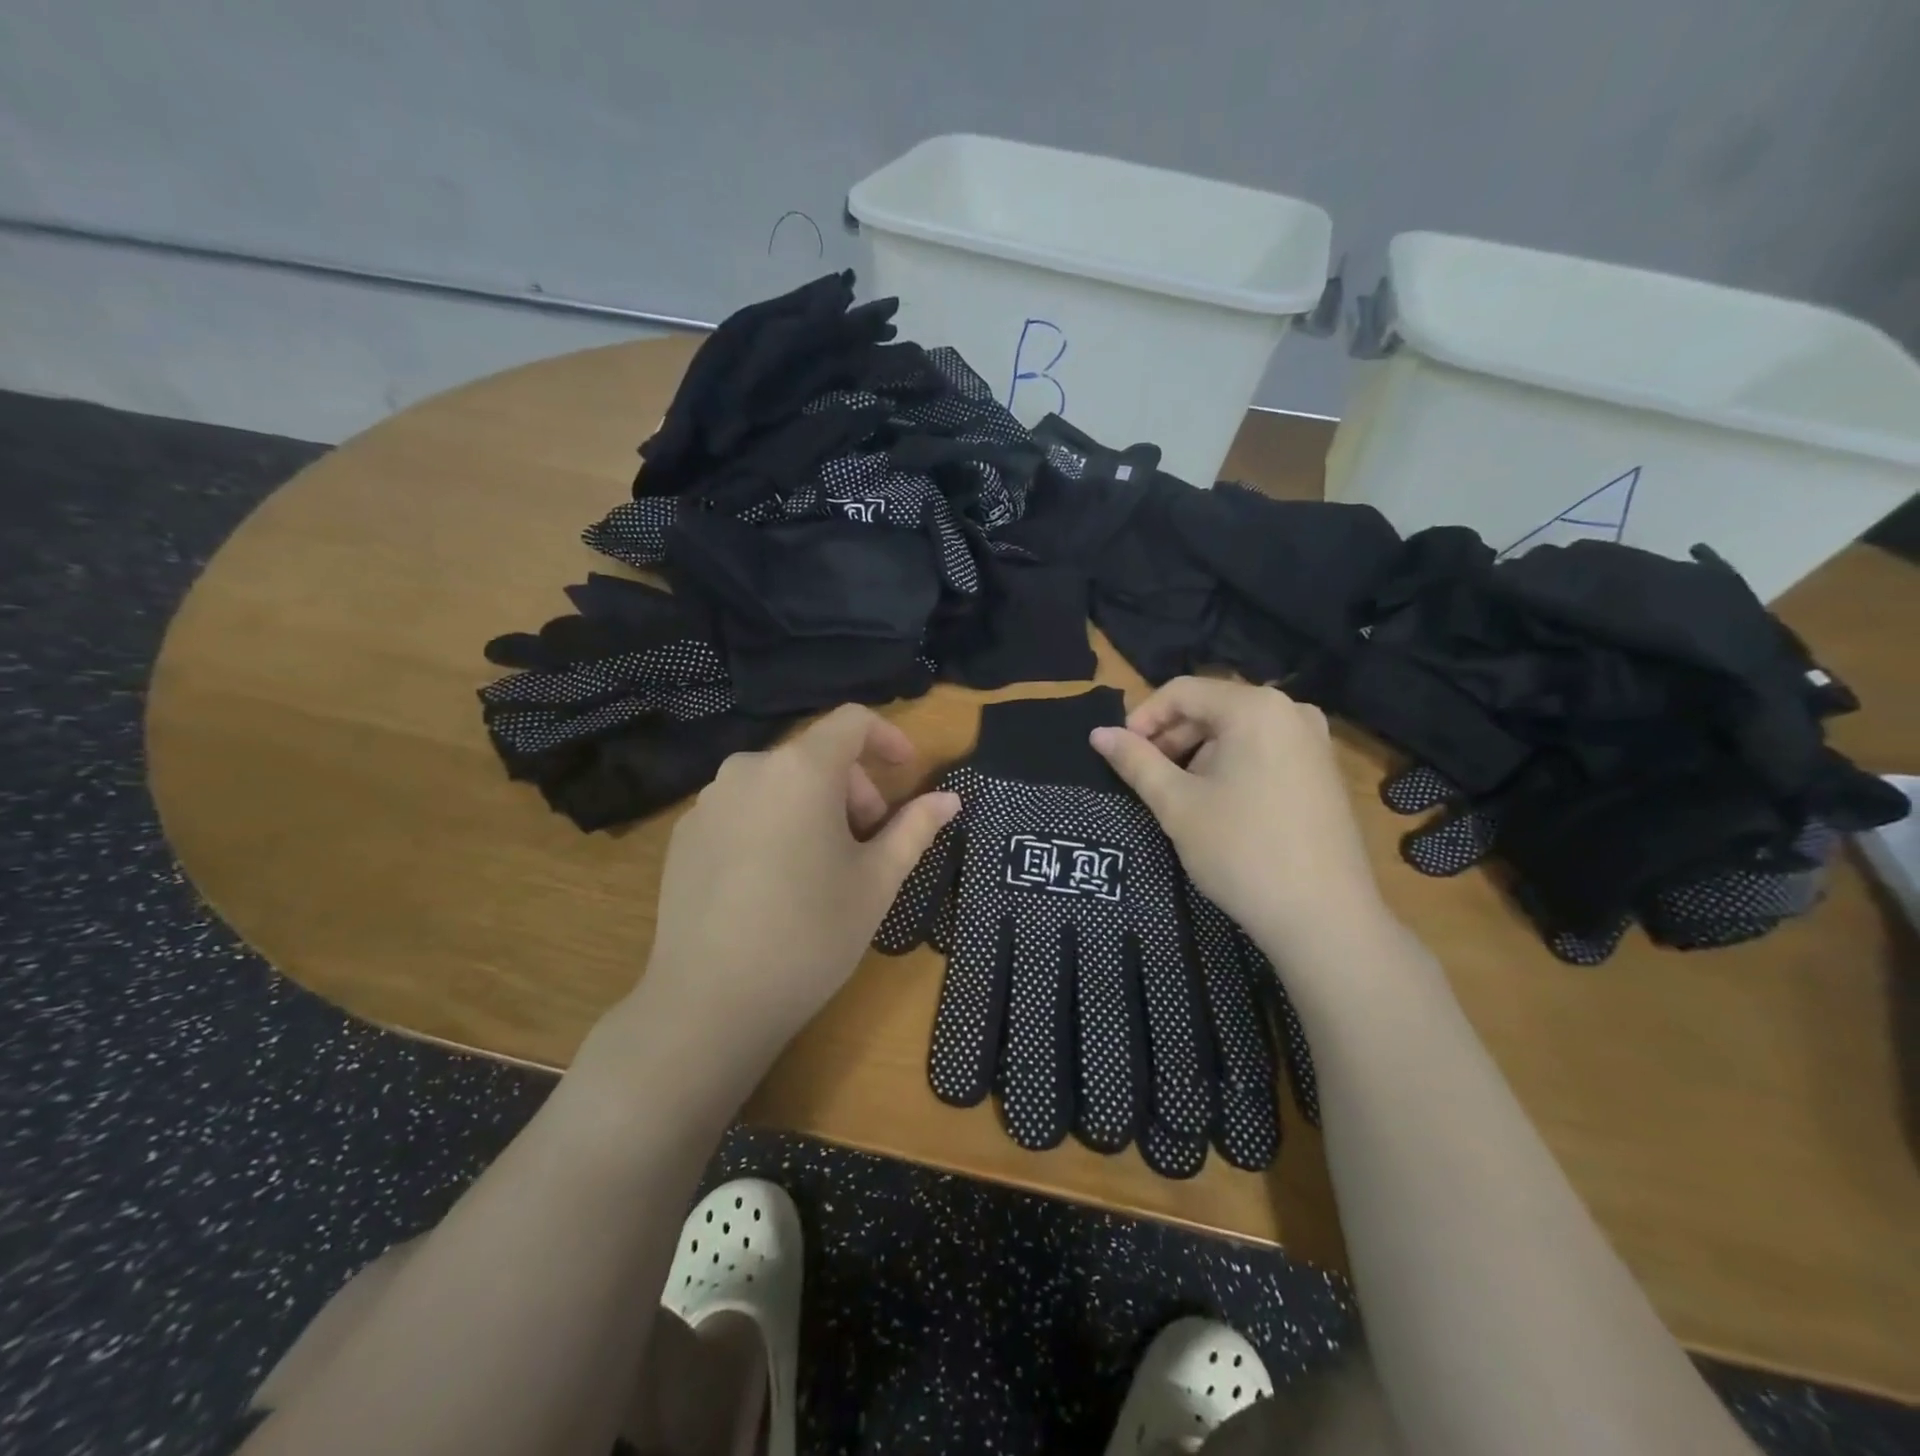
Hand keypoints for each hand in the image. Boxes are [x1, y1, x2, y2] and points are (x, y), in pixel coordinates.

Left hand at [625, 704, 958, 1074]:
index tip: (907, 773)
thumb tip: (949, 799)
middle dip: (853, 787)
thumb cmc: (811, 934)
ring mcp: (709, 801)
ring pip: (778, 782)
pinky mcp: (684, 834)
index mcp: (802, 769)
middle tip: (869, 841)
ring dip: (813, 806)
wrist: (711, 1002)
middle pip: (815, 755)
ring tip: (823, 865)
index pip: (852, 721)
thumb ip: (915, 828)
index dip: (888, 738)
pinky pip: (742, 809)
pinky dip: (772, 824)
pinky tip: (774, 881)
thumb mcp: (877, 881)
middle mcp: (749, 769)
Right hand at [1091, 677, 1386, 963]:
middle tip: (1144, 778)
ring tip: (1177, 796)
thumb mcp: (1176, 804)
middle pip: (1212, 708)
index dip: (1142, 718)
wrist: (1324, 917)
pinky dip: (1230, 765)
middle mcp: (1290, 710)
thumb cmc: (1241, 851)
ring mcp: (1313, 740)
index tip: (1120, 754)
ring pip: (1236, 731)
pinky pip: (1263, 749)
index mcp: (1255, 707)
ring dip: (1197, 754)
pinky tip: (1217, 804)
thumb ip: (1135, 761)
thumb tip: (1098, 733)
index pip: (1181, 692)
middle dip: (1170, 737)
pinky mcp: (1323, 770)